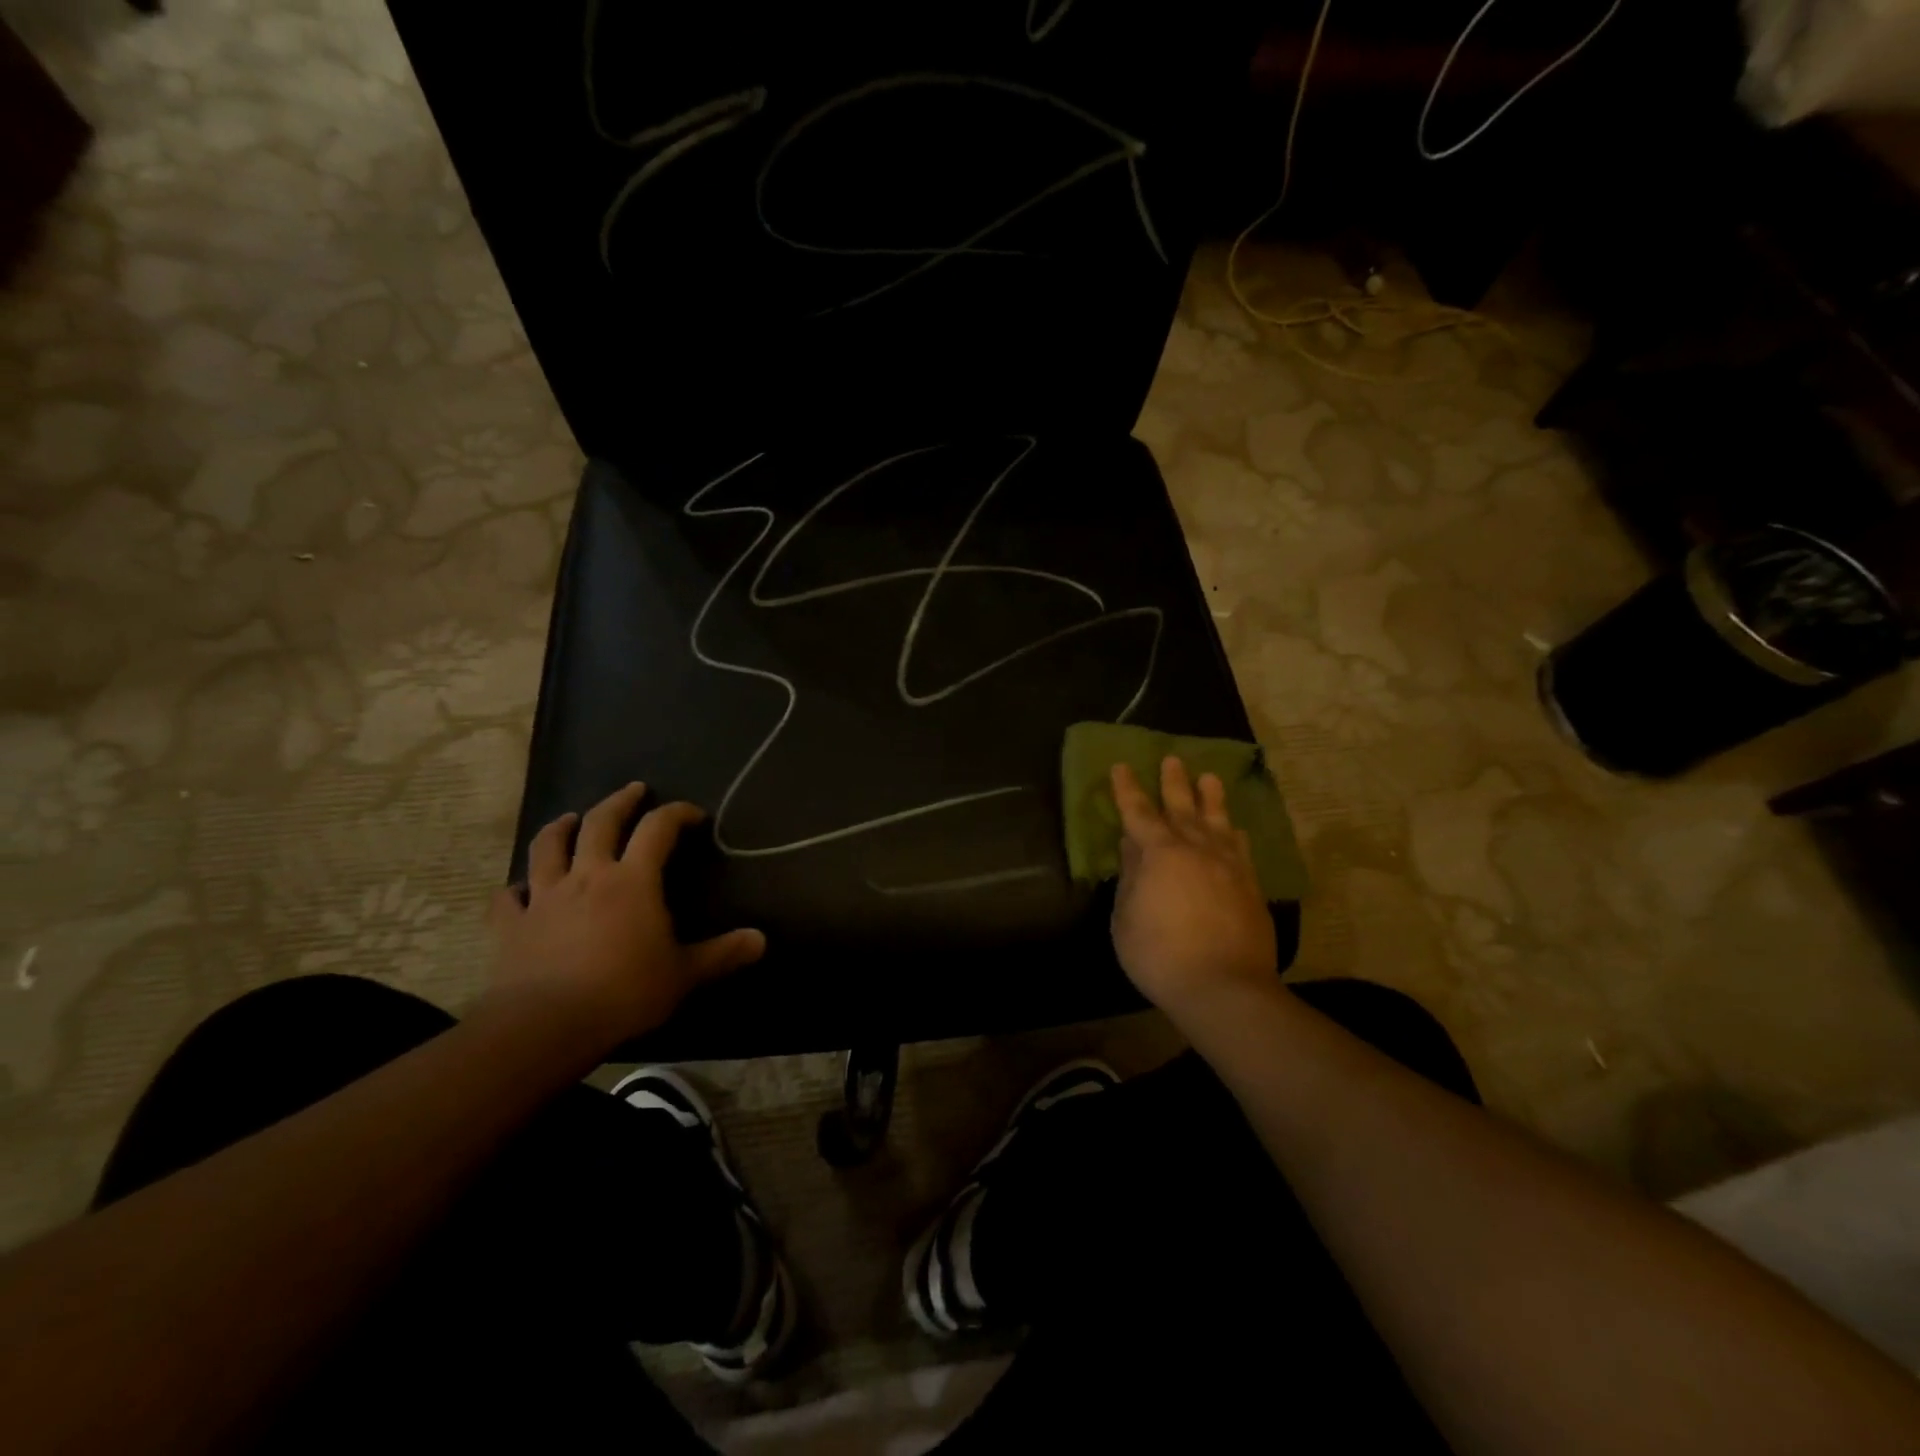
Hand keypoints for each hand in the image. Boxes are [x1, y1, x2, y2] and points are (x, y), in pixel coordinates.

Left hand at [483, 783, 765, 1056]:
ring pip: (548, 847)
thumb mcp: (684, 974)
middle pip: (601, 823)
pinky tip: (518, 889)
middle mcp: (588, 876)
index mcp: (633, 880)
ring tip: (570, 819)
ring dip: (561, 828)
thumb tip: (761, 940)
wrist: (546, 1025)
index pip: (658, 829)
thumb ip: (723, 954)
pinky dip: (515, 889)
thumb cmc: (624, 992)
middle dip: (620, 802)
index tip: (694, 814)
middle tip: (634, 790)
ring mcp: (545, 897)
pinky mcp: (512, 925)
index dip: (677, 813)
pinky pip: (508, 898)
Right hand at [1110, 757, 1277, 1021]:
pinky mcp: (1251, 886)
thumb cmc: (1160, 955)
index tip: (1121, 766)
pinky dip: (1234, 834)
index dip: (1127, 789)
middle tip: (1172, 759)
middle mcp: (1196, 849)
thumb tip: (1132, 847)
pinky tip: (1235, 830)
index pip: (1138, 812)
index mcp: (1160, 854)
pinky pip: (1241, 849)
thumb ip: (1130, 878)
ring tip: (1209, 777)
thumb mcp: (1125, 919)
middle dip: (1174, 782)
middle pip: (1182, 807)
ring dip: (1211, 798)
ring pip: (1218, 822)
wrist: (1224, 988)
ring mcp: (1228, 866)